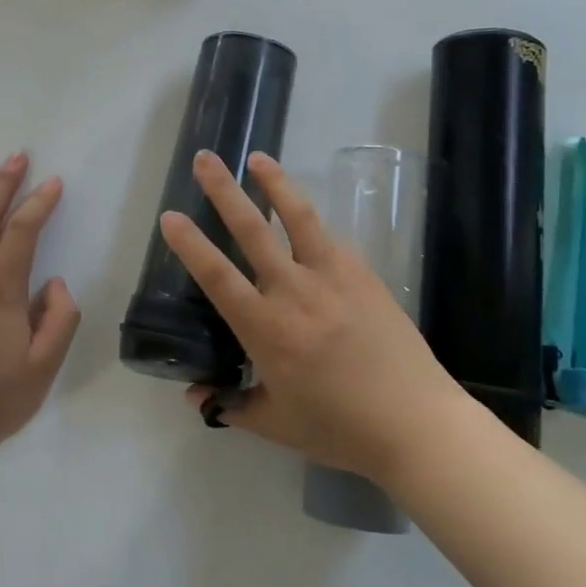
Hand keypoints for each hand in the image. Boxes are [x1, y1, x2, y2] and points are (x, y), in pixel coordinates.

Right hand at [159, 150, 470, 482]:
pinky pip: (331, 240)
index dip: (190, 244)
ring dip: (275, 183)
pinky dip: (312, 223)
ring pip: (298, 218)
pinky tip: (303, 216)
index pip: (217, 276)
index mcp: (266, 329)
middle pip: (252, 230)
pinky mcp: (363, 275)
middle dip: (224, 191)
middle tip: (205, 159)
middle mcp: (294, 292)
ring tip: (258, 158)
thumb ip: (232, 406)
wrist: (416, 423)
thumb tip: (194, 396)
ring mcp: (333, 277)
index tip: (170, 215)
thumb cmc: (340, 428)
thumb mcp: (276, 424)